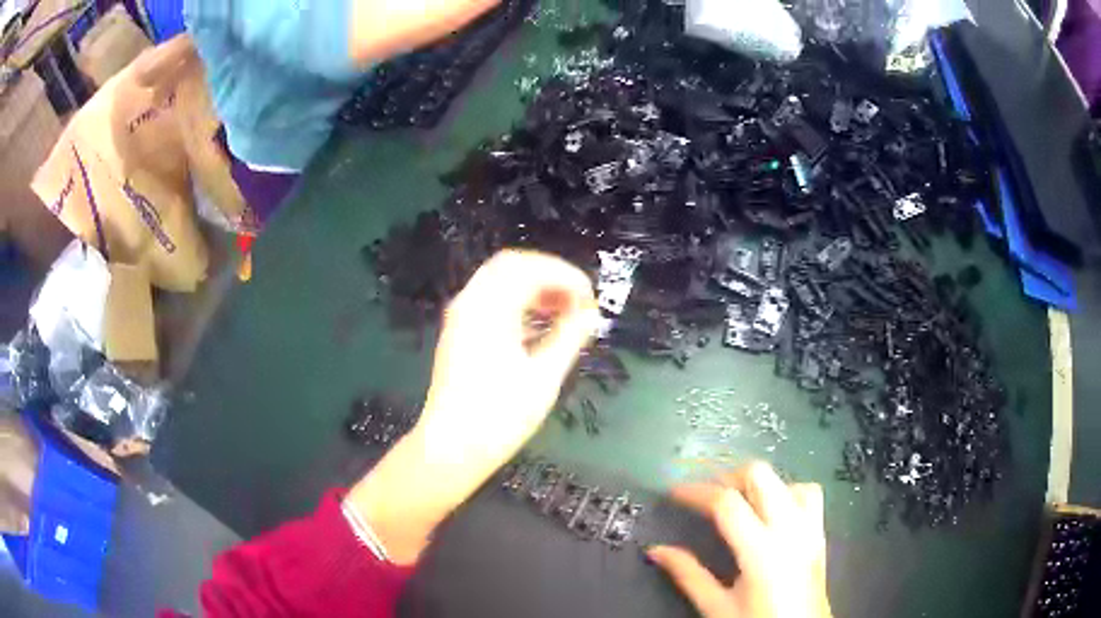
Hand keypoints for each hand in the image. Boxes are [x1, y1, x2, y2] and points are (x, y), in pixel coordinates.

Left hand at [419, 249, 599, 466]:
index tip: (590, 297)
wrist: (451, 449)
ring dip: (532, 289)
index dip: (565, 276)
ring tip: (563, 312)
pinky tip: (537, 327)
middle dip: (548, 276)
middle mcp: (470, 303)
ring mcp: (459, 318)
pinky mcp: (458, 334)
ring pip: (498, 283)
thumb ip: (570, 337)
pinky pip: (489, 302)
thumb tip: (591, 313)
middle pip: (511, 266)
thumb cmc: (499, 416)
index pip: (529, 268)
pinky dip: (515, 304)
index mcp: (489, 308)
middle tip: (577, 299)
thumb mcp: (543, 377)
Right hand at [648, 463, 831, 617]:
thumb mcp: (717, 607)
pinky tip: (771, 510)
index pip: (726, 502)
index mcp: (761, 550)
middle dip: (728, 477)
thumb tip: (657, 550)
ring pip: (786, 480)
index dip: (696, 491)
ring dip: (760, 484)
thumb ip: (688, 575)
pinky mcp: (820, 533)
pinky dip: (786, 492)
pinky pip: (808, 494)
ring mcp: (810, 527)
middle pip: (760, 475)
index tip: (674, 492)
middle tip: (705, 495)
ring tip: (738, 501)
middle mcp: (790, 529)